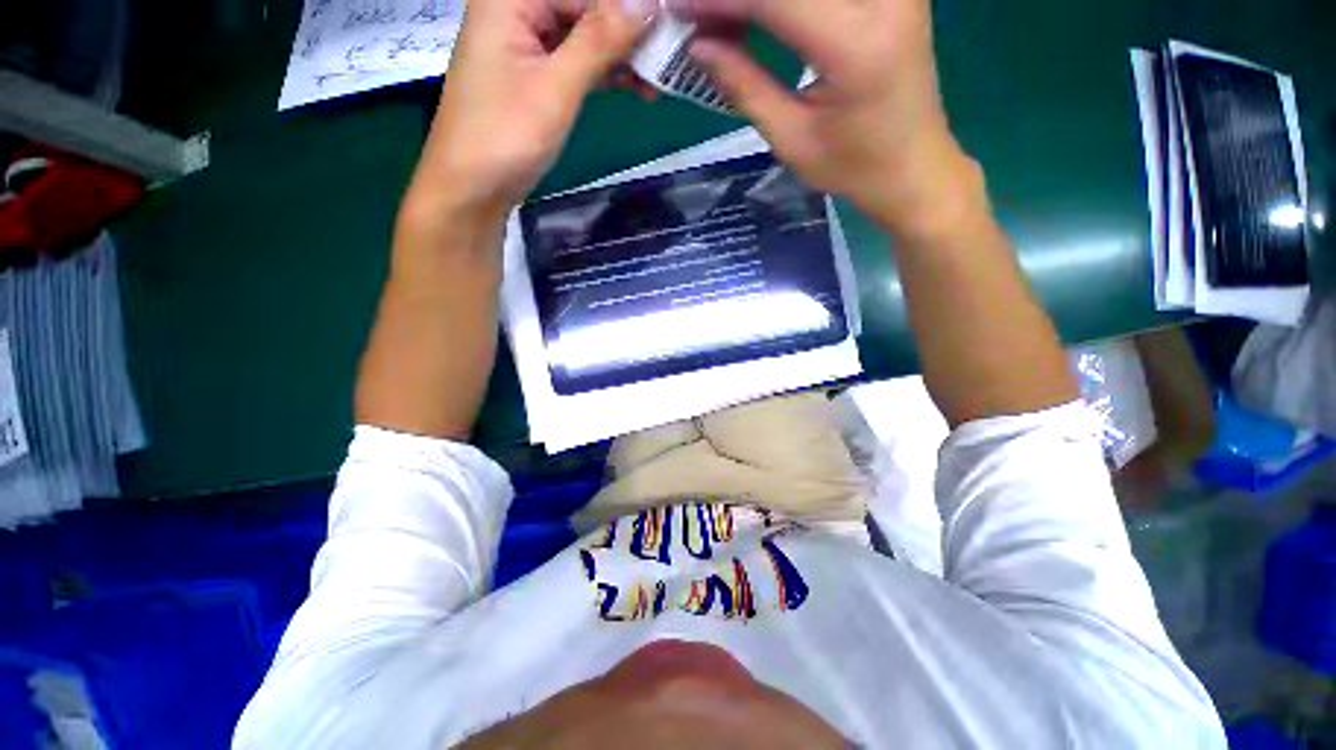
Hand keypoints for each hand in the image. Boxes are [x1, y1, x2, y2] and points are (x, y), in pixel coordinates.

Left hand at [410, 0, 656, 222]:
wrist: (472, 189)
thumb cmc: (506, 136)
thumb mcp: (557, 87)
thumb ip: (600, 40)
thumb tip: (649, 3)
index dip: (627, 7)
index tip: (669, 30)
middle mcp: (514, 9)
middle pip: (581, 7)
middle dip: (626, 31)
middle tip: (666, 59)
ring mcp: (523, 44)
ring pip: (582, 34)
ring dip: (619, 55)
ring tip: (654, 83)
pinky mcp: (531, 75)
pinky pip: (574, 60)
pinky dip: (602, 72)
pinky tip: (631, 85)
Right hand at [671, 0, 979, 238]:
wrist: (914, 165)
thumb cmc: (854, 167)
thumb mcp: (792, 139)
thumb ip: (745, 86)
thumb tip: (698, 45)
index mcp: (856, 45)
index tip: (680, 9)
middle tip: (700, 14)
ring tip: (727, 20)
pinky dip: (783, 0)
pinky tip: (762, 14)